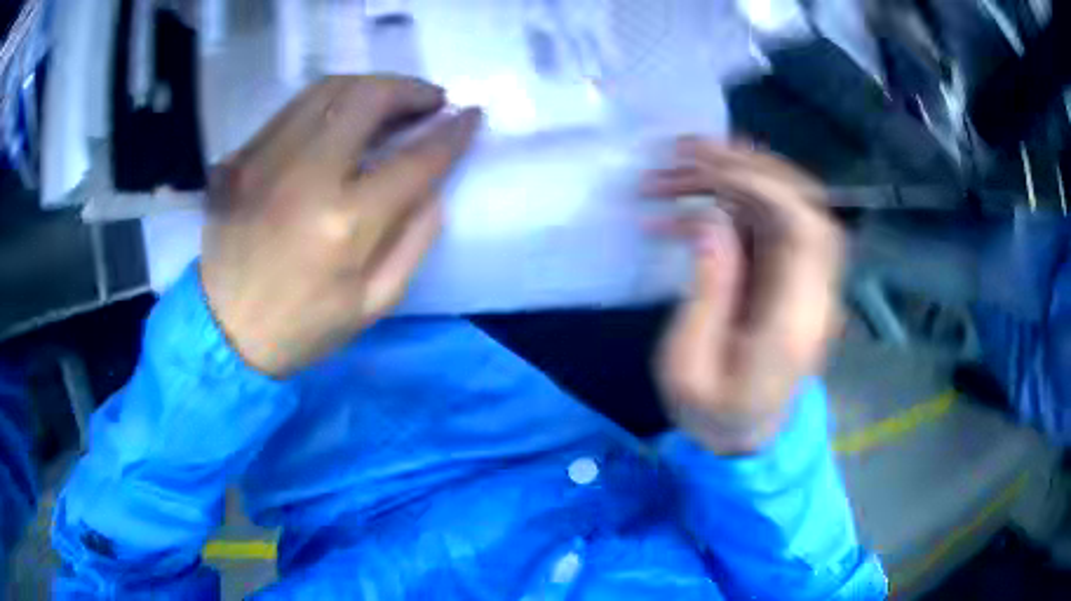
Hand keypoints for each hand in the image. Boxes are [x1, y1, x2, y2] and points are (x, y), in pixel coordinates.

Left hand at [200, 75, 481, 377]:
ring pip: (327, 90)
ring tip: (389, 101)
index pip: (415, 159)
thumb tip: (434, 186)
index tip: (471, 116)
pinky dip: (327, 104)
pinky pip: (291, 110)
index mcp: (345, 224)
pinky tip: (339, 121)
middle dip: (410, 90)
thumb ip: (415, 239)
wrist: (223, 332)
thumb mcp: (375, 302)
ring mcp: (264, 159)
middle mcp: (303, 177)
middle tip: (429, 101)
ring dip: (370, 87)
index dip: (452, 133)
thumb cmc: (303, 327)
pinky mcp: (239, 158)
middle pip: (368, 99)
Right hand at [644, 138, 842, 454]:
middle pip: (803, 205)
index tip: (702, 168)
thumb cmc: (714, 416)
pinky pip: (769, 227)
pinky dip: (731, 205)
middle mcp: (813, 292)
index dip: (759, 184)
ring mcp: (805, 283)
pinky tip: (688, 208)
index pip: (802, 228)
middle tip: (684, 151)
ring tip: (676, 168)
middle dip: (746, 167)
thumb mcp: (690, 369)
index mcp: (795, 320)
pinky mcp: (789, 281)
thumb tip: (710, 222)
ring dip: (735, 179)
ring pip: (786, 207)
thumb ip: (706, 295)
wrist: (746, 440)